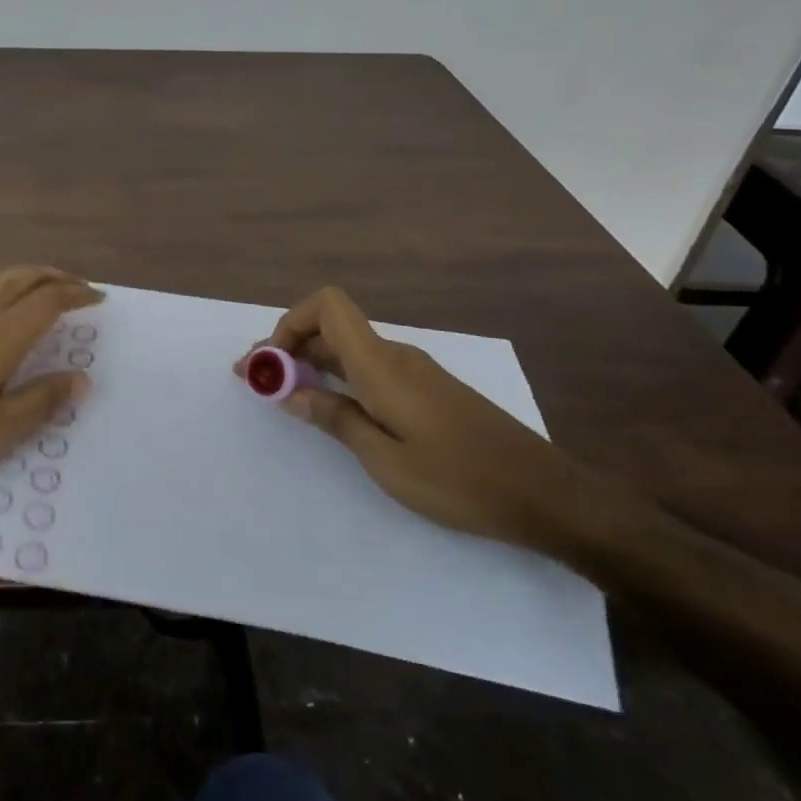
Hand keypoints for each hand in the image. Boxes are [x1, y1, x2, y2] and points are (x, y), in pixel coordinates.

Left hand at [0, 266, 101, 496]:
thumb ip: (41, 400)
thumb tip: (82, 378)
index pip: (49, 299)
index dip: (77, 294)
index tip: (98, 299)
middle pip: (25, 276)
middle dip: (56, 276)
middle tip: (79, 288)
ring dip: (29, 275)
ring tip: (44, 289)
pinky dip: (2, 282)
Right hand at [238, 287, 622, 550]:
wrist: (545, 495)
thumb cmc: (460, 480)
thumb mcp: (386, 459)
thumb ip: (334, 418)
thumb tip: (290, 392)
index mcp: (381, 365)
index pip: (328, 305)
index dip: (290, 321)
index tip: (270, 363)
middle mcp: (395, 356)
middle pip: (331, 327)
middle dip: (288, 346)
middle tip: (256, 381)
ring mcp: (415, 371)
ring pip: (349, 349)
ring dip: (311, 363)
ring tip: (284, 396)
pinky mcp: (427, 390)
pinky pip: (369, 368)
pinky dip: (338, 378)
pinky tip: (333, 409)